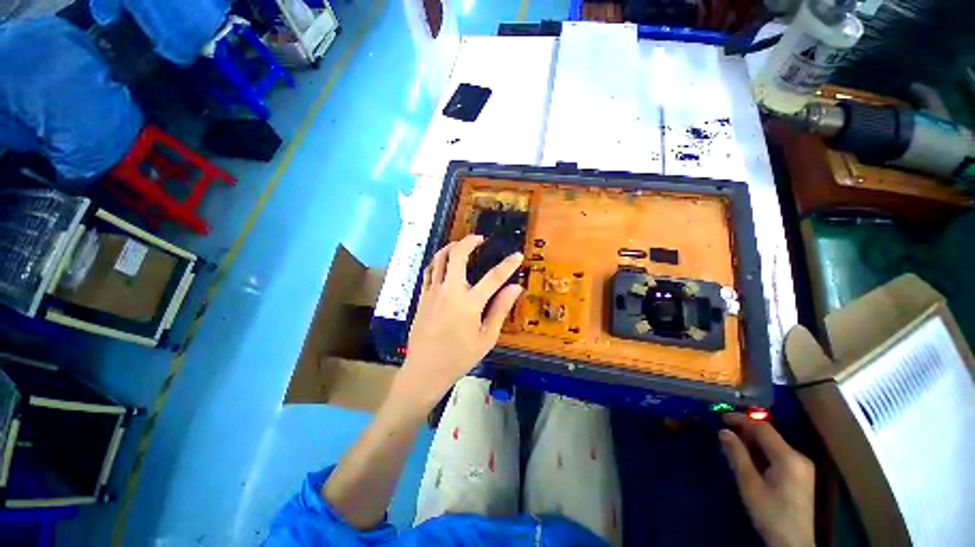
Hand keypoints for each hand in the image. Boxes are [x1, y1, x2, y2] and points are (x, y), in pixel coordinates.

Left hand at [392, 235, 523, 411]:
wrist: (424, 370)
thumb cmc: (459, 358)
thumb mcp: (486, 338)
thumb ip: (500, 309)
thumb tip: (515, 288)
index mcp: (469, 303)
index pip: (493, 277)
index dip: (508, 265)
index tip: (517, 255)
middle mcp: (449, 291)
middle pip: (457, 255)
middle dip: (469, 242)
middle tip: (480, 239)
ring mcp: (433, 292)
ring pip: (439, 258)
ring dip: (451, 247)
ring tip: (461, 245)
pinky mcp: (422, 296)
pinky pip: (429, 271)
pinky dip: (438, 261)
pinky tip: (444, 262)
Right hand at [720, 413, 815, 546]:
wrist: (794, 543)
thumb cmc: (770, 512)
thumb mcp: (749, 484)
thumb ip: (737, 455)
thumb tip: (723, 431)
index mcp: (788, 457)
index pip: (762, 428)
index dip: (741, 419)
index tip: (720, 416)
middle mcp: (799, 456)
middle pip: (770, 435)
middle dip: (746, 430)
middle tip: (725, 431)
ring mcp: (803, 466)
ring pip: (775, 444)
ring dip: (754, 441)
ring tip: (734, 443)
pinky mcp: (802, 475)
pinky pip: (780, 454)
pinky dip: (763, 451)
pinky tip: (751, 458)